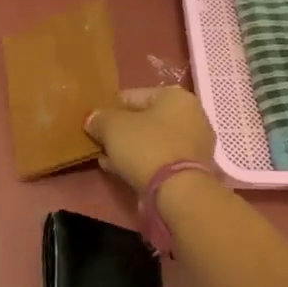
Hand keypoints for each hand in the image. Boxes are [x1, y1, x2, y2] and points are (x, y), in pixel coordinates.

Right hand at [84, 86, 215, 191]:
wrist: (178, 190)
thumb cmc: (146, 147)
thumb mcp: (112, 127)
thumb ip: (99, 118)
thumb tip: (93, 119)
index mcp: (175, 96)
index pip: (133, 96)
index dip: (110, 108)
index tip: (94, 122)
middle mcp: (191, 114)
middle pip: (145, 119)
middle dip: (121, 131)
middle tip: (101, 142)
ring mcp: (195, 142)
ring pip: (153, 140)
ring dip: (130, 148)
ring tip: (108, 159)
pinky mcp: (193, 167)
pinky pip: (160, 158)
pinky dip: (143, 162)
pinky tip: (123, 170)